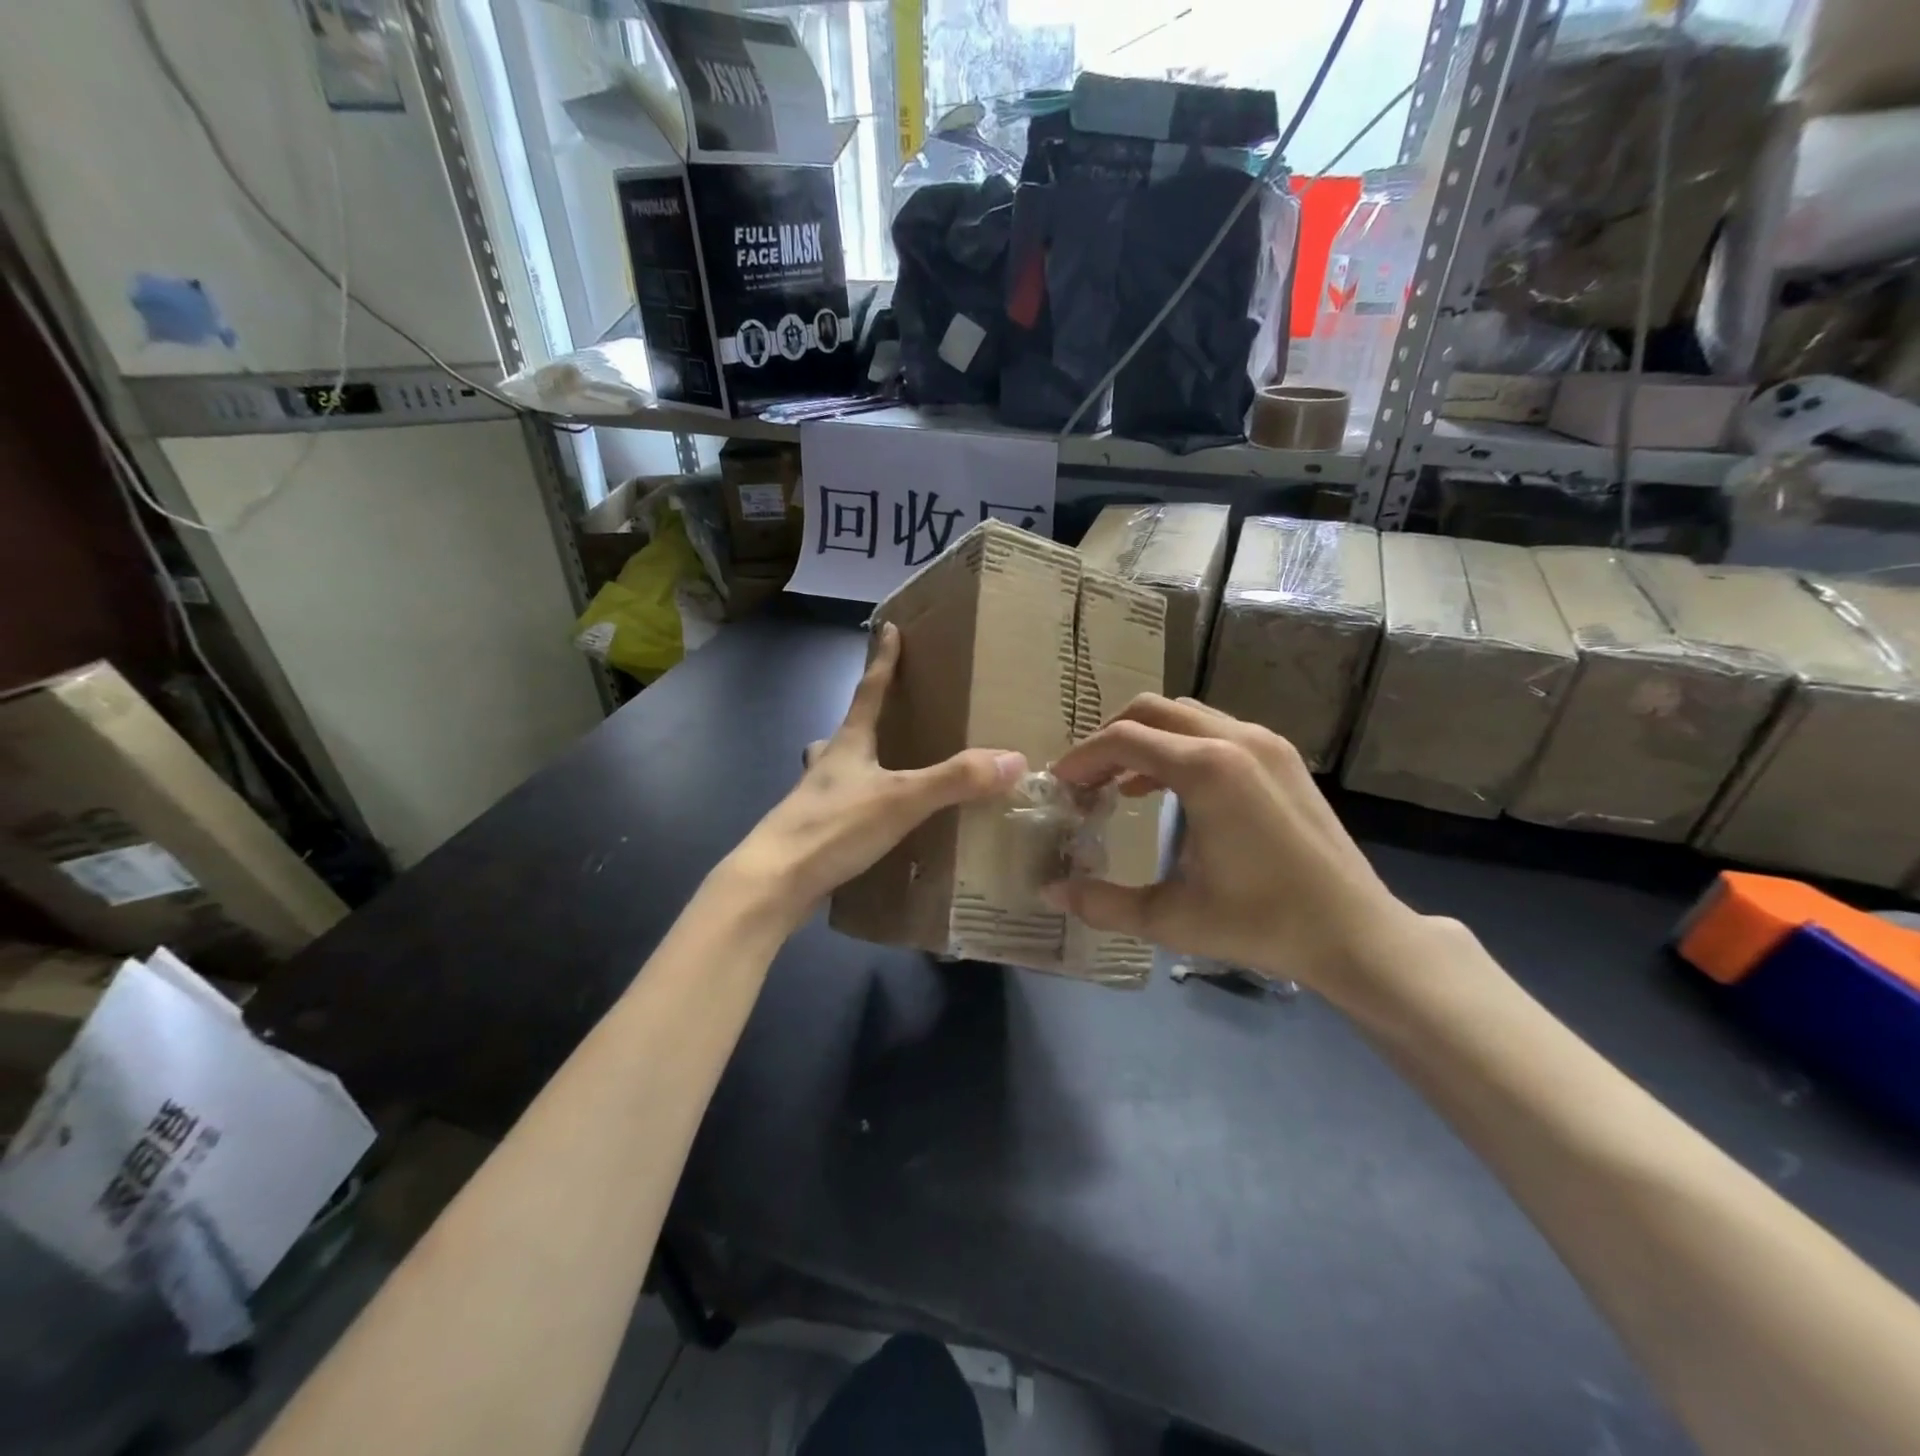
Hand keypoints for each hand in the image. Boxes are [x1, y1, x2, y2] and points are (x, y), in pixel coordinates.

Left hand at [730, 622, 1025, 926]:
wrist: (773, 882)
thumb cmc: (833, 827)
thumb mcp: (901, 800)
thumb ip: (955, 780)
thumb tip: (1013, 759)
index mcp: (847, 745)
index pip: (868, 691)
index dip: (883, 660)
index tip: (888, 628)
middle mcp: (827, 765)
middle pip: (846, 731)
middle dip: (865, 719)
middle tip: (885, 716)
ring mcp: (814, 800)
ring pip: (836, 770)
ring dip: (855, 764)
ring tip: (879, 773)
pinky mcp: (812, 834)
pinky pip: (840, 809)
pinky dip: (858, 808)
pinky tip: (872, 826)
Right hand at [1044, 695, 1417, 999]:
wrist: (1356, 933)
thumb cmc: (1261, 924)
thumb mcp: (1173, 918)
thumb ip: (1104, 903)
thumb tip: (1050, 893)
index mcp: (1206, 770)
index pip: (1123, 739)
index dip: (1082, 758)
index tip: (1060, 785)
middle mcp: (1234, 739)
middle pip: (1150, 711)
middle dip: (1109, 739)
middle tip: (1087, 780)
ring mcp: (1264, 742)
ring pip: (1184, 715)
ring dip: (1145, 739)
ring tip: (1121, 783)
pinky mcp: (1282, 756)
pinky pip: (1214, 730)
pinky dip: (1179, 746)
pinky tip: (1168, 789)